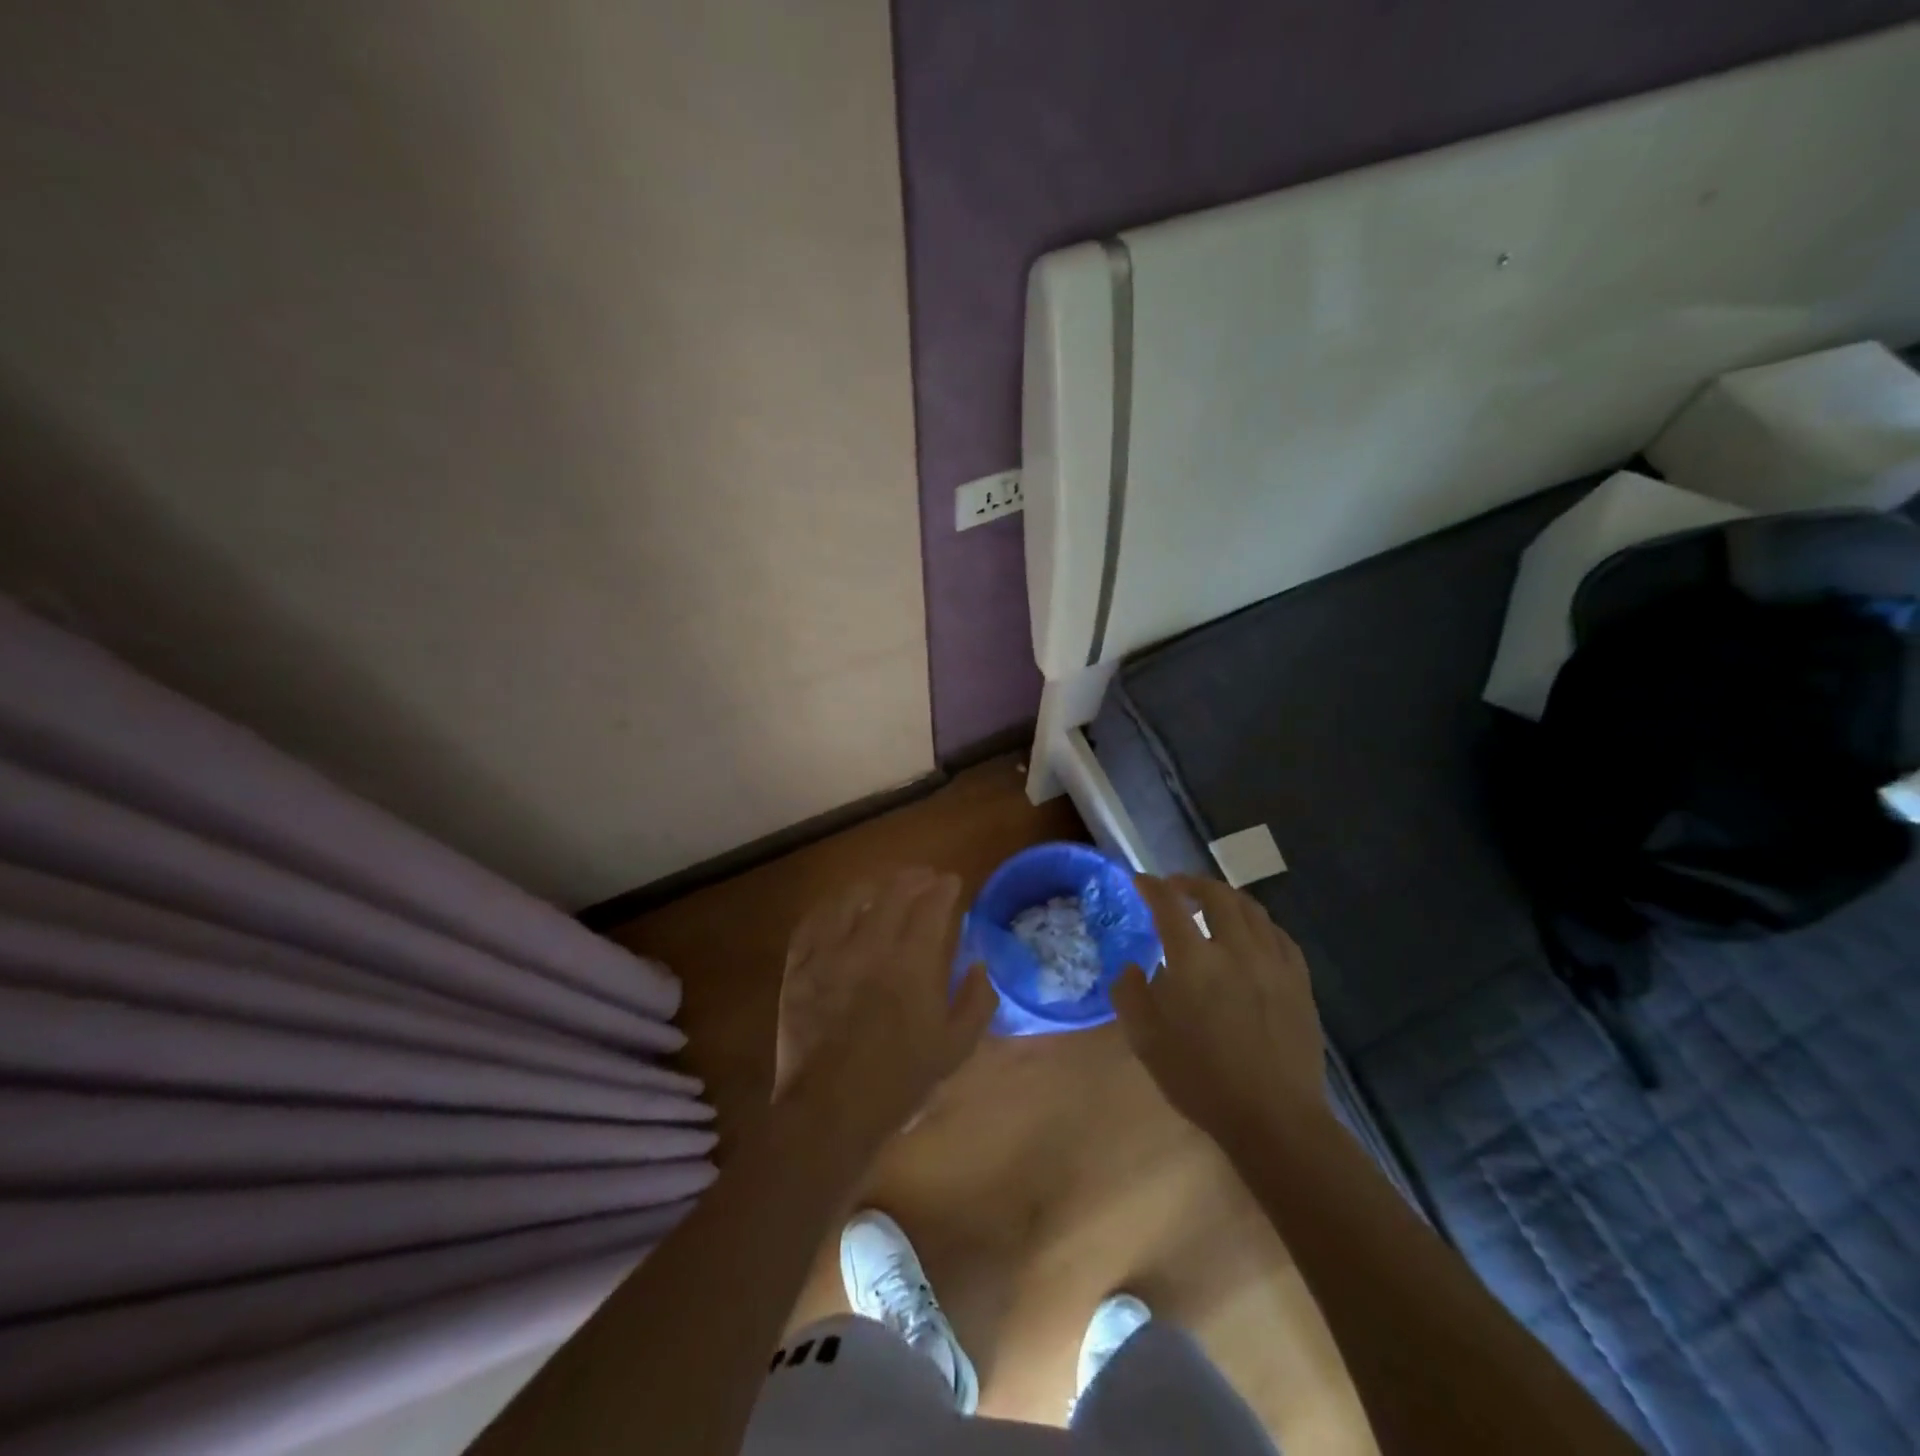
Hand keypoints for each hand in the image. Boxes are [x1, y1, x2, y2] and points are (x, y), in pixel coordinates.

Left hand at [773, 869, 998, 1151]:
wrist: (830, 1109)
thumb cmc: (899, 1081)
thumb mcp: (955, 1048)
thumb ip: (976, 1001)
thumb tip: (979, 965)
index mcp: (913, 963)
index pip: (932, 905)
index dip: (944, 888)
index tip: (951, 883)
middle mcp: (871, 946)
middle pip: (893, 892)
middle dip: (914, 878)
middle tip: (925, 878)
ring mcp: (829, 953)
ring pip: (851, 898)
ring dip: (873, 885)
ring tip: (884, 887)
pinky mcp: (799, 966)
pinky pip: (814, 921)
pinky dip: (832, 907)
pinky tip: (841, 908)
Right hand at [1112, 875, 1325, 1138]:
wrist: (1274, 1119)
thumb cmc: (1201, 1080)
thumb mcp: (1146, 1041)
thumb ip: (1130, 994)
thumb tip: (1131, 967)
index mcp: (1194, 961)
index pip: (1169, 905)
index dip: (1152, 887)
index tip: (1140, 881)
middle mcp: (1236, 949)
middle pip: (1216, 895)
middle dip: (1192, 883)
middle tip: (1176, 887)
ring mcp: (1273, 963)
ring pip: (1252, 909)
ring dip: (1226, 897)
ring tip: (1212, 904)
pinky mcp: (1299, 981)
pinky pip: (1279, 935)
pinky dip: (1259, 923)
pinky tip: (1252, 935)